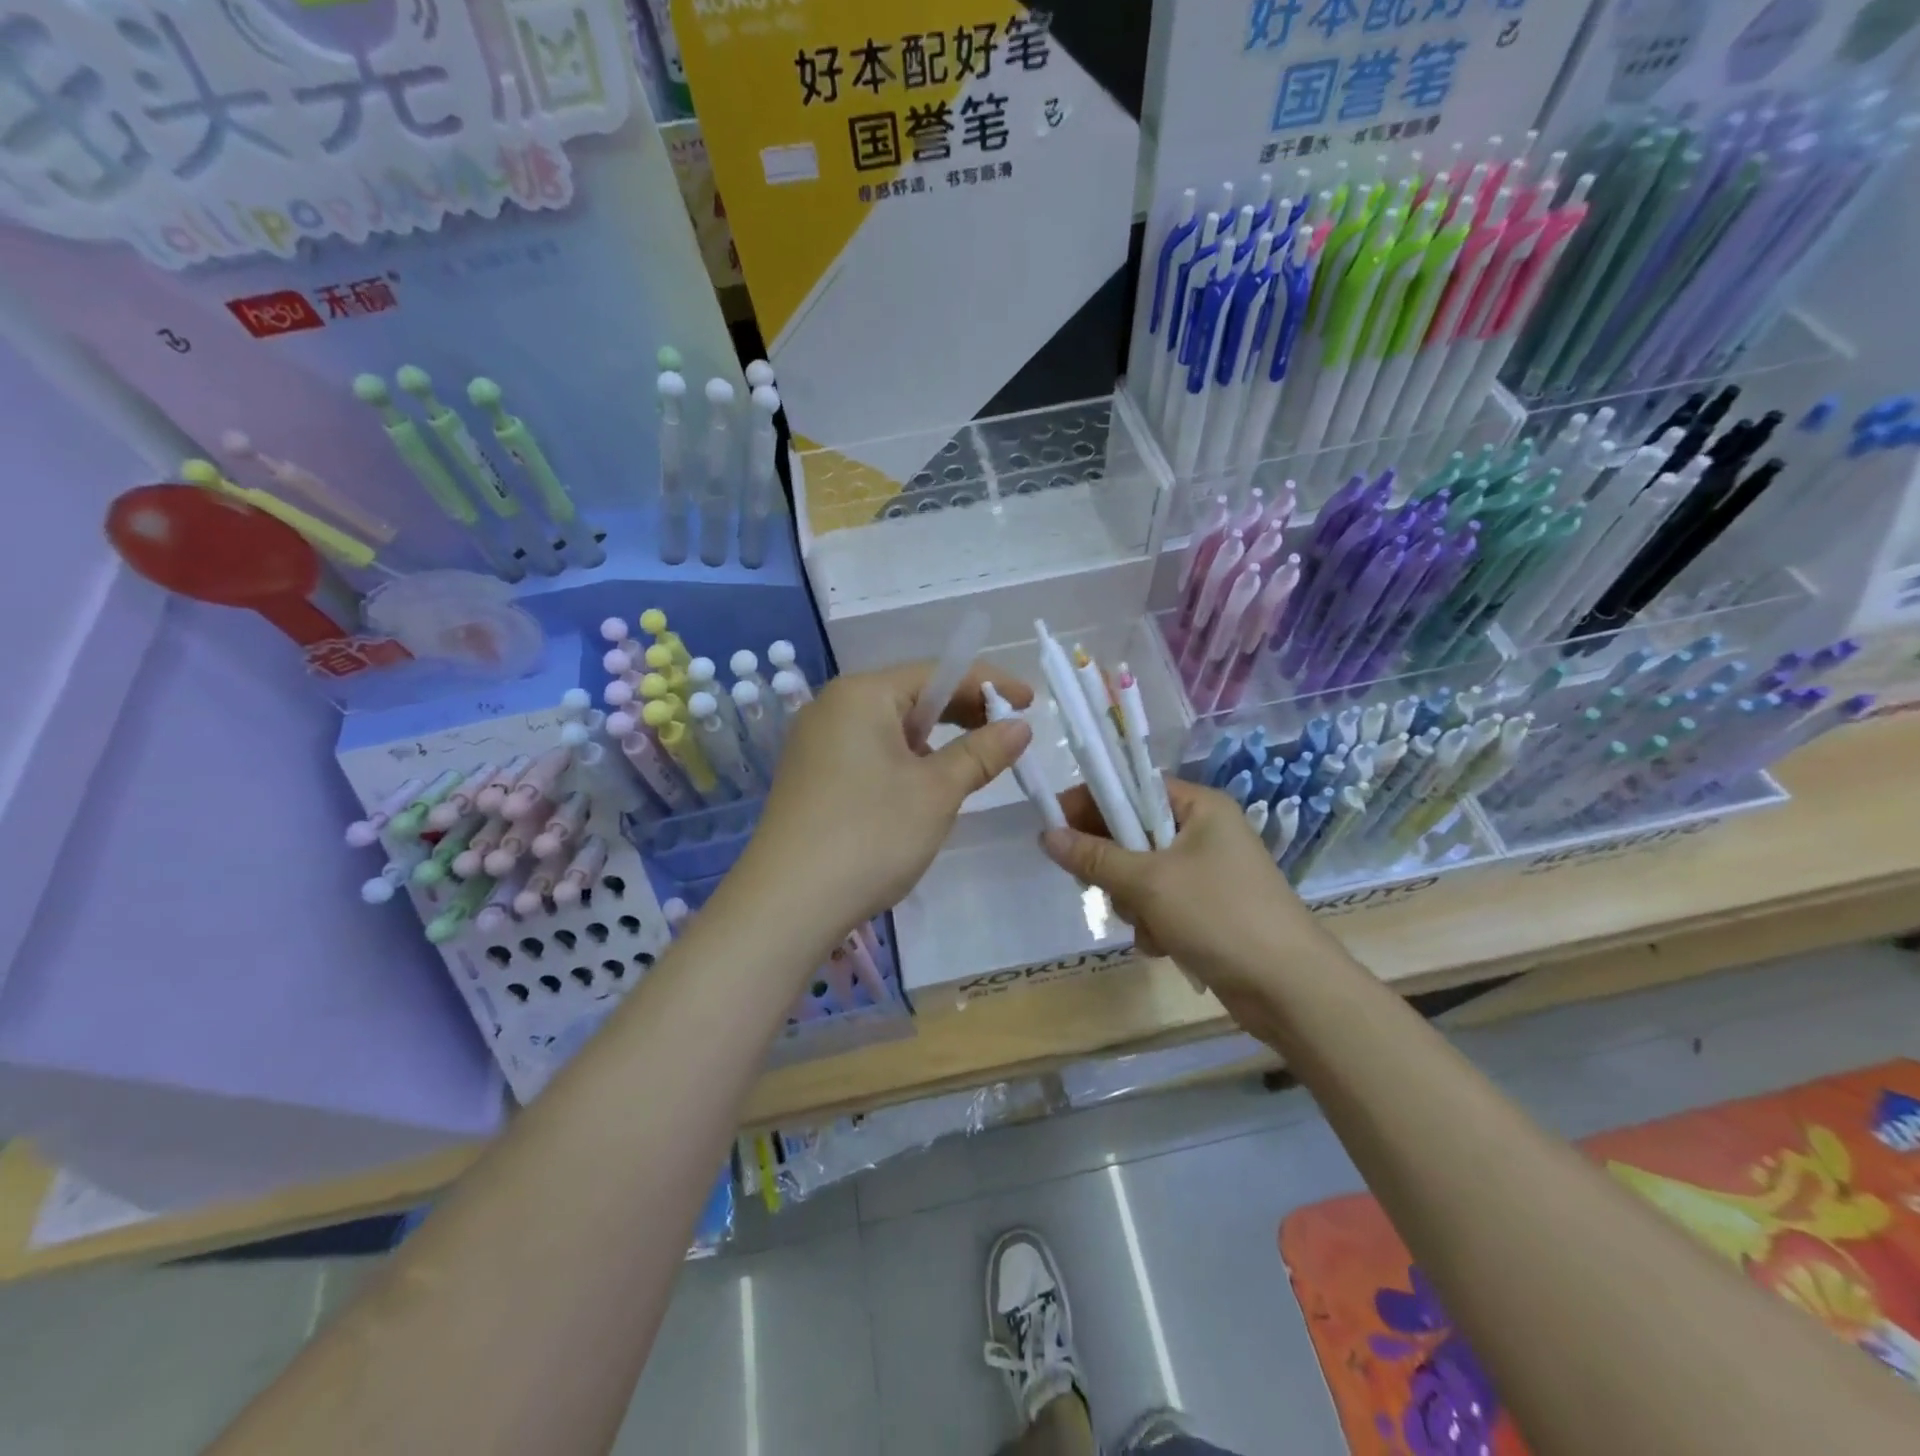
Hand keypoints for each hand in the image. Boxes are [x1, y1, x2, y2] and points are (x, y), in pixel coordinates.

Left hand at [738, 661, 1034, 941]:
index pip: (938, 673)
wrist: (786, 905)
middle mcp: (833, 707)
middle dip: (963, 713)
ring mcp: (815, 743)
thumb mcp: (936, 792)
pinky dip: (904, 762)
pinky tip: (922, 790)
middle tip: (1007, 734)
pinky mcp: (810, 776)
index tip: (1030, 703)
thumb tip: (1019, 726)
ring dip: (935, 741)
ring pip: (891, 728)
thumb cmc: (870, 835)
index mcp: (862, 695)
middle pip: (911, 696)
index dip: (989, 685)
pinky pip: (869, 753)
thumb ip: (982, 753)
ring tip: (970, 767)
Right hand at [1039, 778, 1323, 1014]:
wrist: (1289, 988)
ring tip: (1146, 924)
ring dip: (1133, 901)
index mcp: (1200, 807)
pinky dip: (1154, 923)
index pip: (1133, 788)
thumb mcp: (1148, 882)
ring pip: (1142, 874)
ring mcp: (1209, 874)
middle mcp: (1206, 832)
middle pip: (1134, 833)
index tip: (1055, 825)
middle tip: (1097, 884)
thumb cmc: (1219, 916)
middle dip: (1114, 865)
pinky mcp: (1209, 911)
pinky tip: (1162, 946)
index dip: (1092, 803)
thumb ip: (1094, 857)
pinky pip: (1161, 904)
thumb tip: (1046, 835)